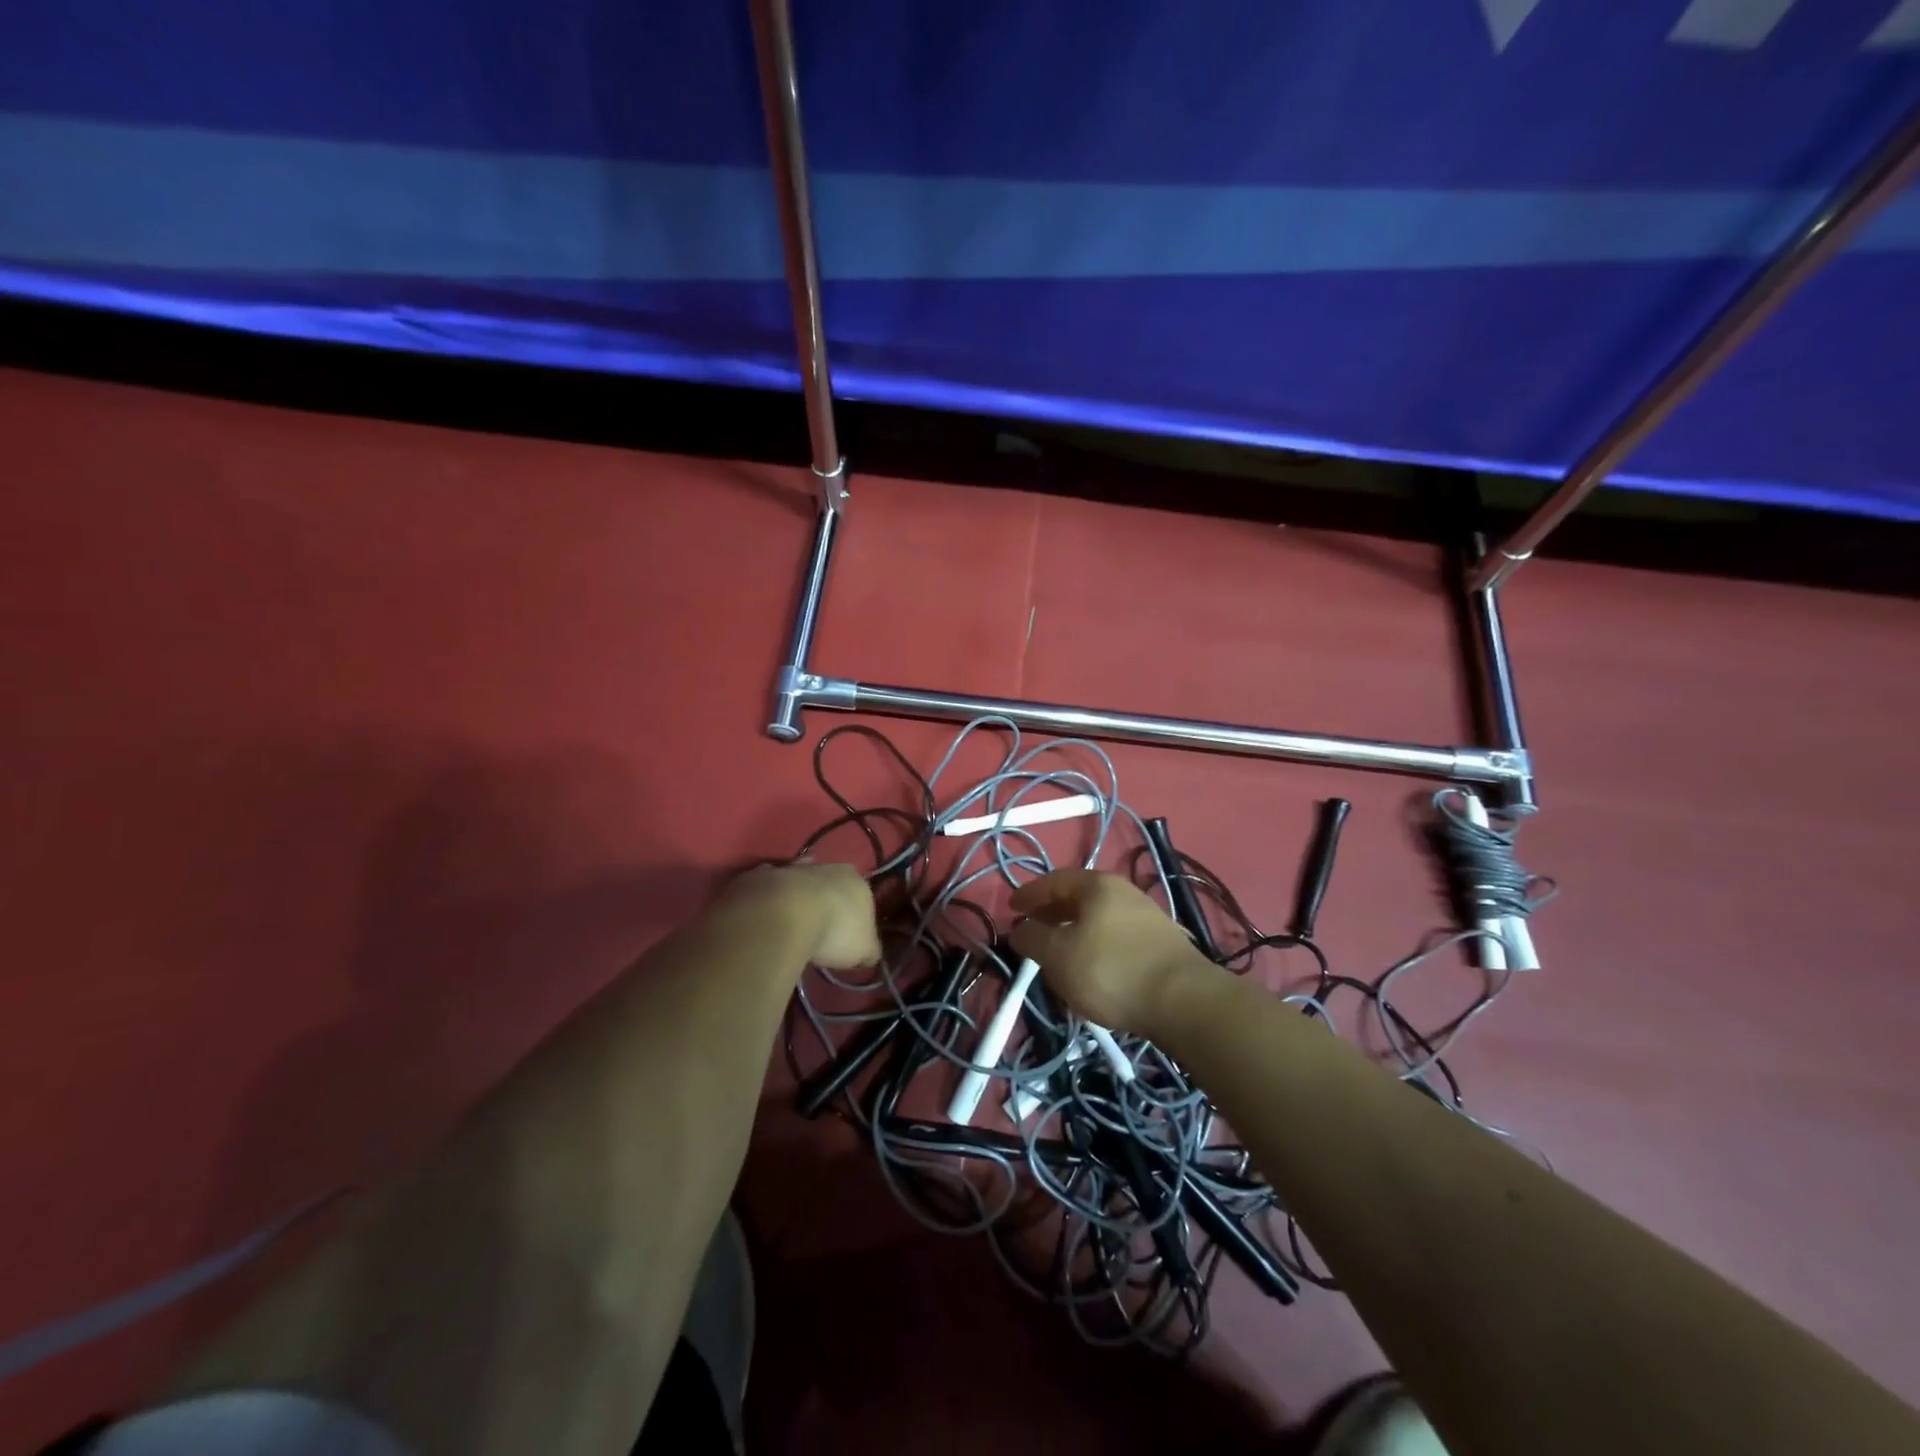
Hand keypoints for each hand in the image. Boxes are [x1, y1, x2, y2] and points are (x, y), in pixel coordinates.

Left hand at [719, 860, 880, 970]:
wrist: (781, 916)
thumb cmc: (832, 931)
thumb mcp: (864, 950)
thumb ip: (869, 949)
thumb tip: (868, 954)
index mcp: (855, 880)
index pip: (861, 896)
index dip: (855, 916)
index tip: (847, 937)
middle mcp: (825, 866)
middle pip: (829, 883)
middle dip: (825, 900)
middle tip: (819, 929)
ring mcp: (789, 868)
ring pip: (796, 880)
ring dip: (794, 896)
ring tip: (788, 924)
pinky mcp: (757, 876)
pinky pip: (766, 889)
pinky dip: (766, 901)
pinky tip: (763, 920)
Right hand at [1008, 870, 1214, 1036]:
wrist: (1183, 1001)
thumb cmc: (1110, 970)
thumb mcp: (1058, 956)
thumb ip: (1033, 939)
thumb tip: (1021, 930)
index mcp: (1097, 885)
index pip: (1054, 880)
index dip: (1029, 894)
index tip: (1011, 907)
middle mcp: (1124, 892)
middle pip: (1079, 898)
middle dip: (1052, 913)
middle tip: (1032, 930)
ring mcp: (1147, 917)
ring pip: (1098, 920)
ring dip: (1074, 933)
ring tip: (1059, 955)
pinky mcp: (1161, 945)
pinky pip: (1116, 939)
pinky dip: (1095, 947)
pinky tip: (1091, 970)